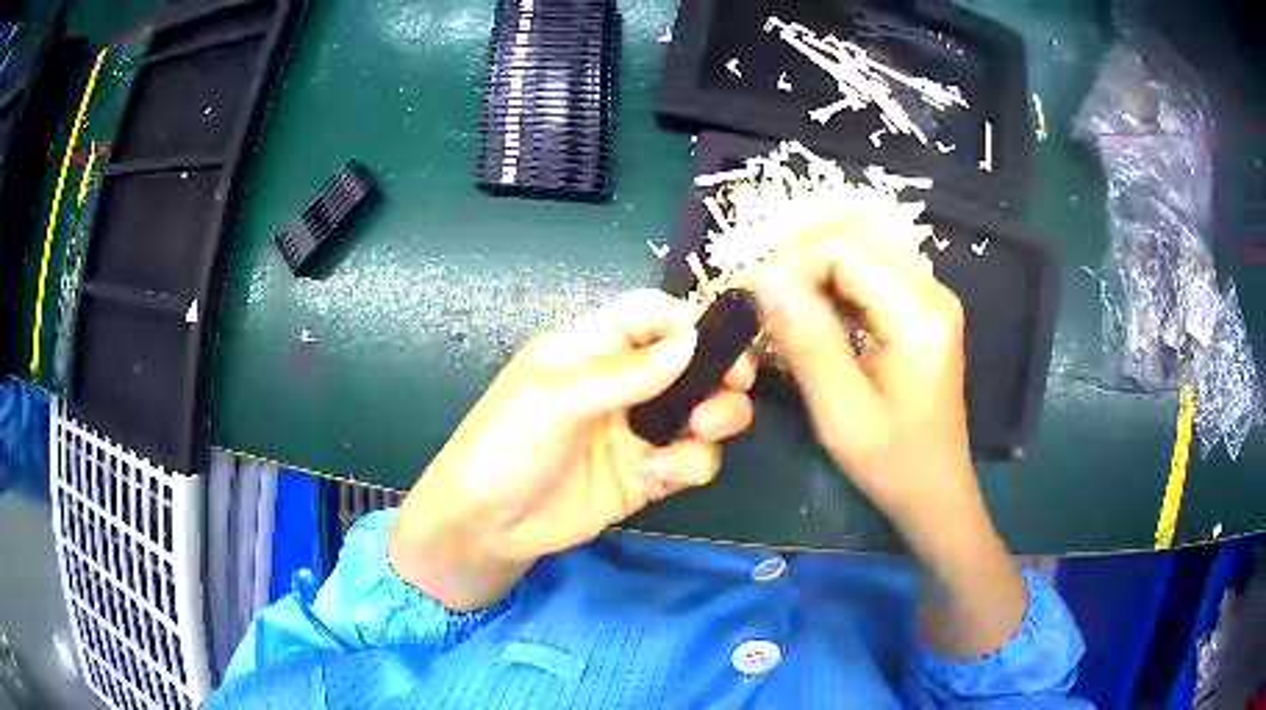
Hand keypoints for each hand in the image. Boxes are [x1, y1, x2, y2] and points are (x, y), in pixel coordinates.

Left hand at [390, 289, 755, 609]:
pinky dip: (689, 463)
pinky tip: (658, 473)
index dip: (684, 319)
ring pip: (702, 411)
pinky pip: (691, 459)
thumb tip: (689, 341)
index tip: (715, 339)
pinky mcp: (648, 474)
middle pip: (689, 361)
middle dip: (720, 369)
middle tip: (736, 383)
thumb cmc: (503, 447)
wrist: (489, 527)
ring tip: (702, 429)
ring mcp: (638, 431)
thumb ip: (623, 373)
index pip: (648, 315)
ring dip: (716, 417)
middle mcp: (622, 385)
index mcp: (590, 349)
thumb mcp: (553, 400)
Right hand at [749, 231, 974, 541]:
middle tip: (767, 299)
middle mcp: (933, 290)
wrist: (936, 489)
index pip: (844, 247)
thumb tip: (761, 277)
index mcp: (918, 315)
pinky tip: (820, 308)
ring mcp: (933, 294)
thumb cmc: (890, 462)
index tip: (758, 301)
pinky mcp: (926, 305)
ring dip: (818, 261)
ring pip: (865, 241)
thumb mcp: (840, 411)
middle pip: (856, 232)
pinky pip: (875, 264)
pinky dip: (838, 274)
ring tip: (787, 303)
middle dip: (802, 254)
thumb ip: (804, 339)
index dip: (792, 262)